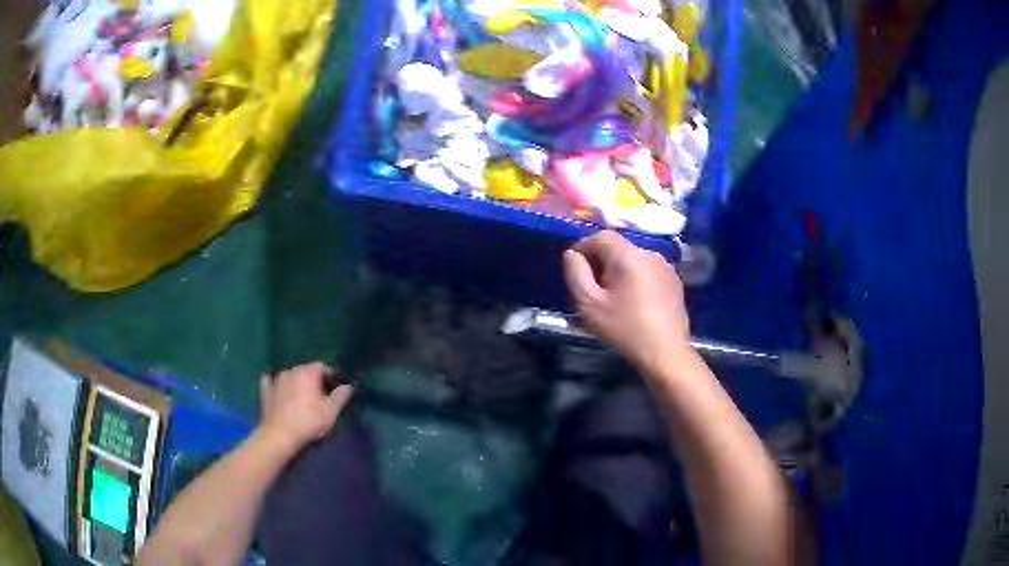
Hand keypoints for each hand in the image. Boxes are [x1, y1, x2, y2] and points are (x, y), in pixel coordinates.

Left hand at [258, 362, 353, 454]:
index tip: (335, 389)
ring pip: (290, 376)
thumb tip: (348, 386)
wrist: (280, 435)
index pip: (323, 366)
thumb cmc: (308, 422)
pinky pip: (272, 382)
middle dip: (314, 380)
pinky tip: (278, 390)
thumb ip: (341, 396)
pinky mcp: (266, 390)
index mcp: (308, 372)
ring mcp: (276, 379)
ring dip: (297, 383)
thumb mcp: (331, 412)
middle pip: (306, 370)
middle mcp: (291, 370)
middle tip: (320, 395)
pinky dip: (277, 385)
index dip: (331, 376)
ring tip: (302, 397)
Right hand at [563, 231, 691, 373]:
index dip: (583, 247)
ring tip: (613, 297)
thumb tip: (572, 253)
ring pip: (633, 259)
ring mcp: (666, 266)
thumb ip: (575, 273)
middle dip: (601, 262)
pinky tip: (634, 302)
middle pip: (618, 247)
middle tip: (592, 288)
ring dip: (619, 271)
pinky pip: (648, 270)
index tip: (576, 270)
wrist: (665, 352)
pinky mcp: (674, 281)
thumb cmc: (624, 328)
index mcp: (628, 255)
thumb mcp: (589, 304)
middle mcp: (649, 253)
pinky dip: (636, 279)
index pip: (601, 236)